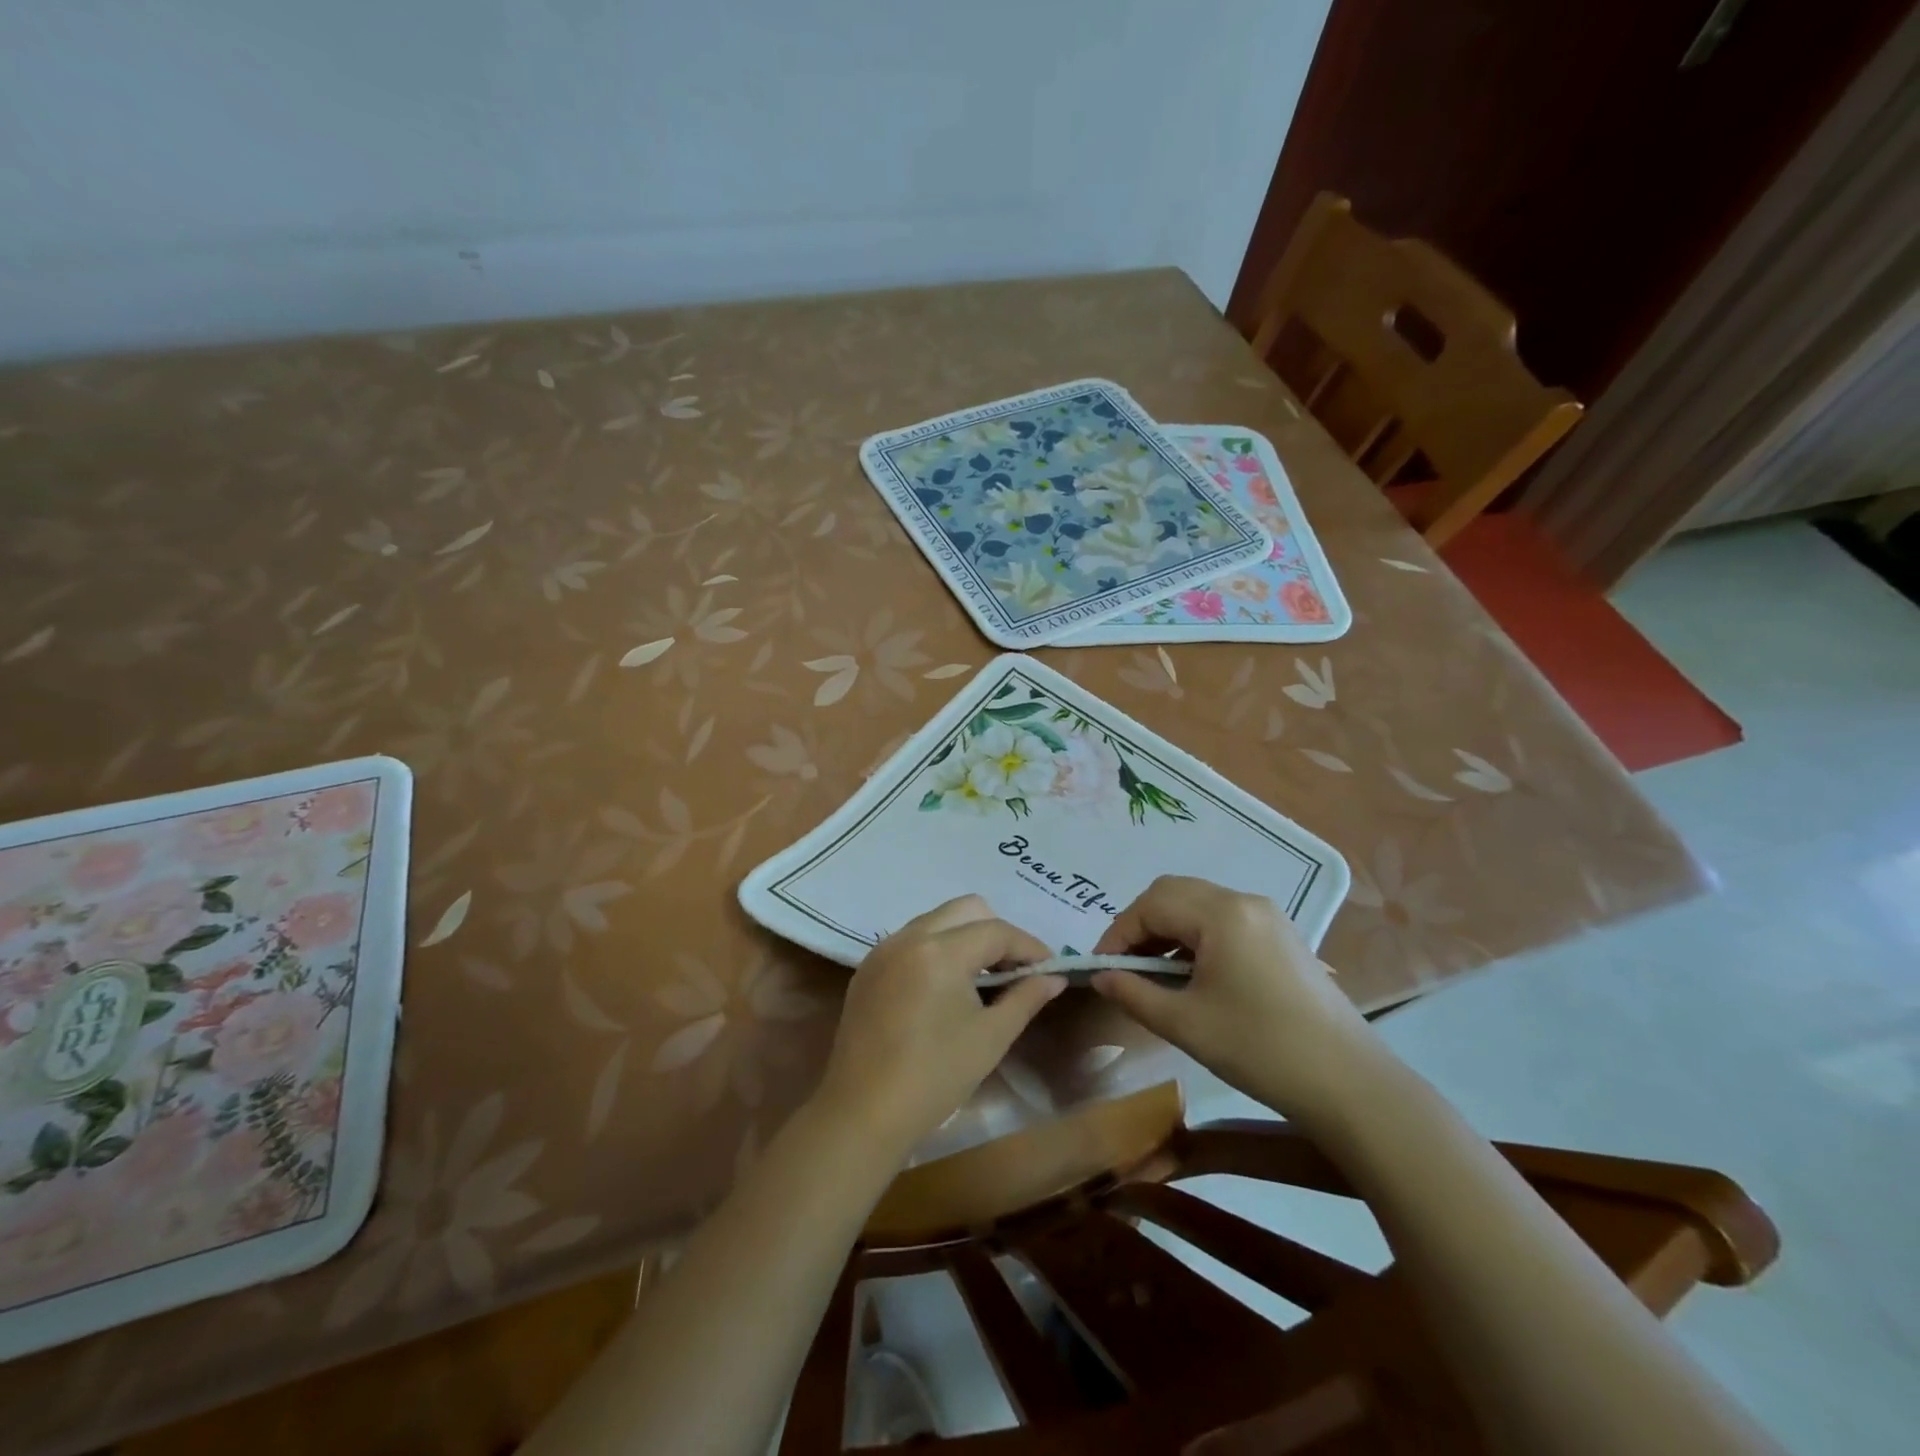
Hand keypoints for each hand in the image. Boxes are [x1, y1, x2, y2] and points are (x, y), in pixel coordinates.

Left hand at [813, 896, 1064, 1159]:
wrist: (863, 1113)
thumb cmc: (935, 1077)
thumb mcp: (991, 1037)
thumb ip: (1026, 997)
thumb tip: (1053, 977)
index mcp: (940, 951)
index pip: (996, 931)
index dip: (1029, 946)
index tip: (1050, 967)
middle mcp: (909, 937)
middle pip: (966, 910)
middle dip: (996, 933)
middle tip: (1014, 970)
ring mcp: (883, 950)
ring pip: (936, 920)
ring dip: (965, 937)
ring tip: (983, 979)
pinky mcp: (868, 968)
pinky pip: (912, 939)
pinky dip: (937, 949)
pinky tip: (946, 988)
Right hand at [1091, 875, 1383, 1122]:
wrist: (1349, 1083)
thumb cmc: (1259, 1049)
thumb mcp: (1185, 1023)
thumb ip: (1134, 993)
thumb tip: (1100, 977)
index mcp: (1221, 913)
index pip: (1151, 905)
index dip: (1118, 933)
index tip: (1102, 967)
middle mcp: (1245, 901)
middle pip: (1175, 893)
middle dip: (1141, 924)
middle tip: (1125, 965)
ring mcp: (1268, 916)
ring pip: (1200, 903)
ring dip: (1169, 928)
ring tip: (1155, 972)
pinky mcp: (1282, 936)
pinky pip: (1225, 920)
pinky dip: (1197, 936)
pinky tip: (1193, 974)